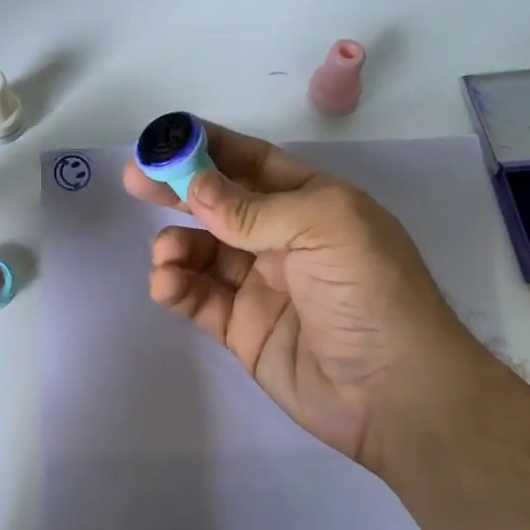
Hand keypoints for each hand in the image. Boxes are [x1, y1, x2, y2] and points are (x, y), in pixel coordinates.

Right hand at [124, 124, 479, 476]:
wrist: (393, 390)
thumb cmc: (370, 292)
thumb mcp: (324, 228)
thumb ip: (255, 209)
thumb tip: (196, 188)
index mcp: (313, 204)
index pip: (253, 164)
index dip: (210, 148)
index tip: (165, 139)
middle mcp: (285, 240)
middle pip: (221, 205)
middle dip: (179, 191)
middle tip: (136, 181)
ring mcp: (262, 286)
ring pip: (205, 253)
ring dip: (178, 245)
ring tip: (167, 255)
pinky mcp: (244, 330)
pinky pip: (201, 299)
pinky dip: (178, 288)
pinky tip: (167, 285)